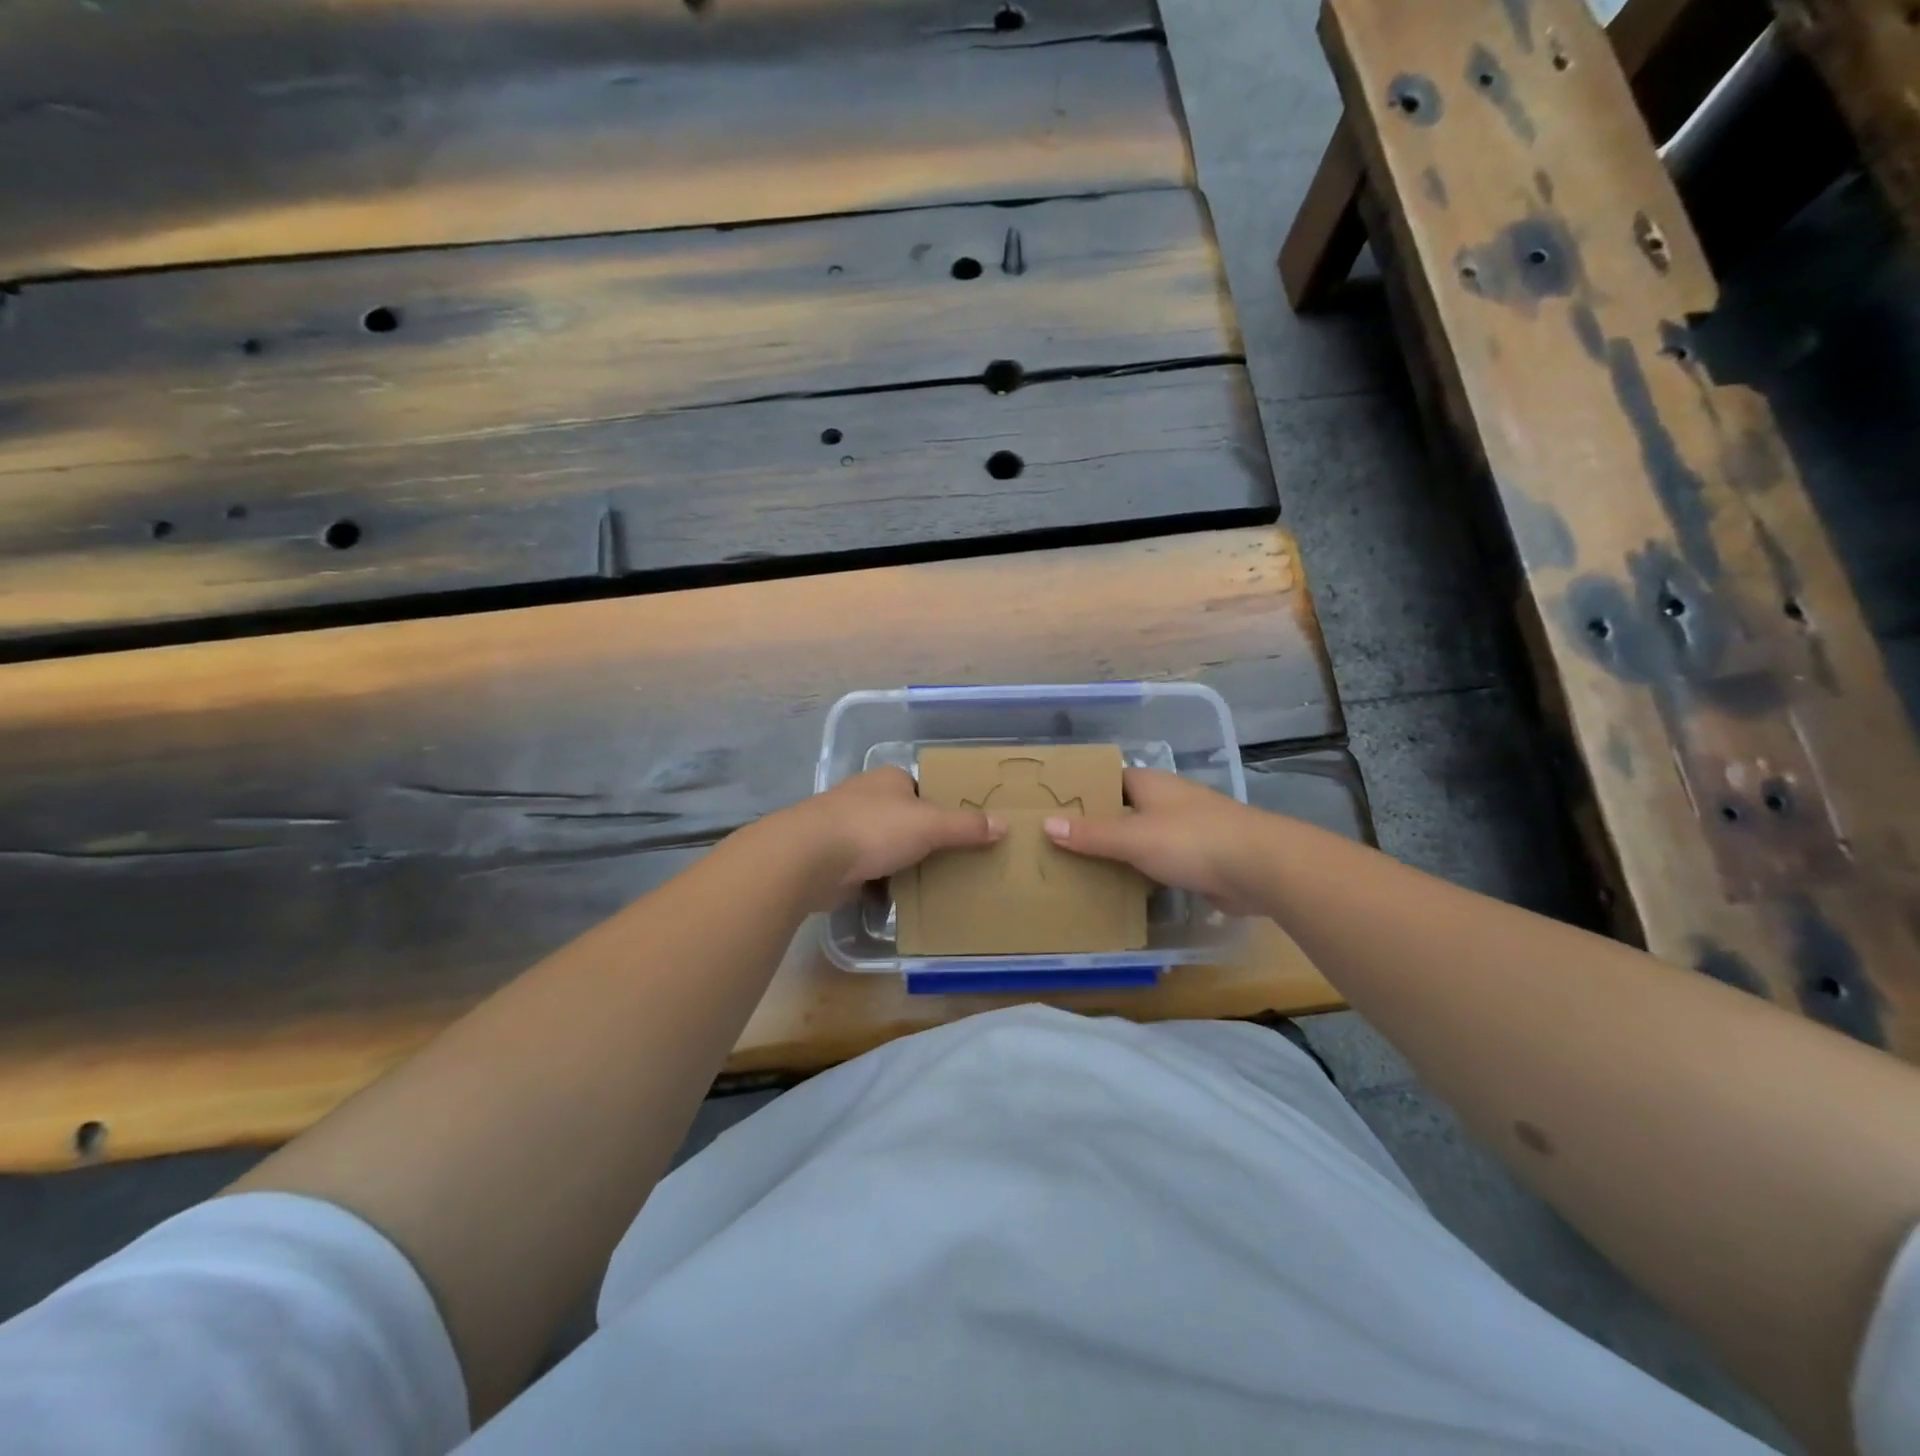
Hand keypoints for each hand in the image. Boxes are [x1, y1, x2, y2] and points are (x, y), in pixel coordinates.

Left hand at [774, 766, 1005, 910]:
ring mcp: (847, 829)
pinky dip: (882, 882)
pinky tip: (900, 897)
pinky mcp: (835, 859)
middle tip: (955, 861)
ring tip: (934, 882)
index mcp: (889, 779)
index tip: (963, 830)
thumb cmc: (874, 829)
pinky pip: (869, 870)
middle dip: (924, 838)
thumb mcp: (929, 825)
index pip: (923, 789)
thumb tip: (1004, 825)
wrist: (810, 858)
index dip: (942, 807)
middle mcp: (866, 797)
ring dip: (902, 861)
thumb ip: (966, 826)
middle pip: (905, 818)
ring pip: (886, 845)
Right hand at [1044, 768, 1264, 913]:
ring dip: (1120, 852)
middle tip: (1058, 844)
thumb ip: (1091, 834)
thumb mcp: (1133, 837)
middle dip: (1097, 826)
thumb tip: (1046, 824)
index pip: (1109, 780)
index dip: (1083, 791)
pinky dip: (1142, 872)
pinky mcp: (1200, 858)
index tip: (1053, 808)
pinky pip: (1160, 862)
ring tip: (1080, 868)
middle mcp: (1167, 801)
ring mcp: (1187, 829)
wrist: (1260, 867)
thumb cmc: (1191, 840)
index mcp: (1151, 784)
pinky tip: (1121, 888)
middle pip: (1124, 810)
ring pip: (1142, 838)